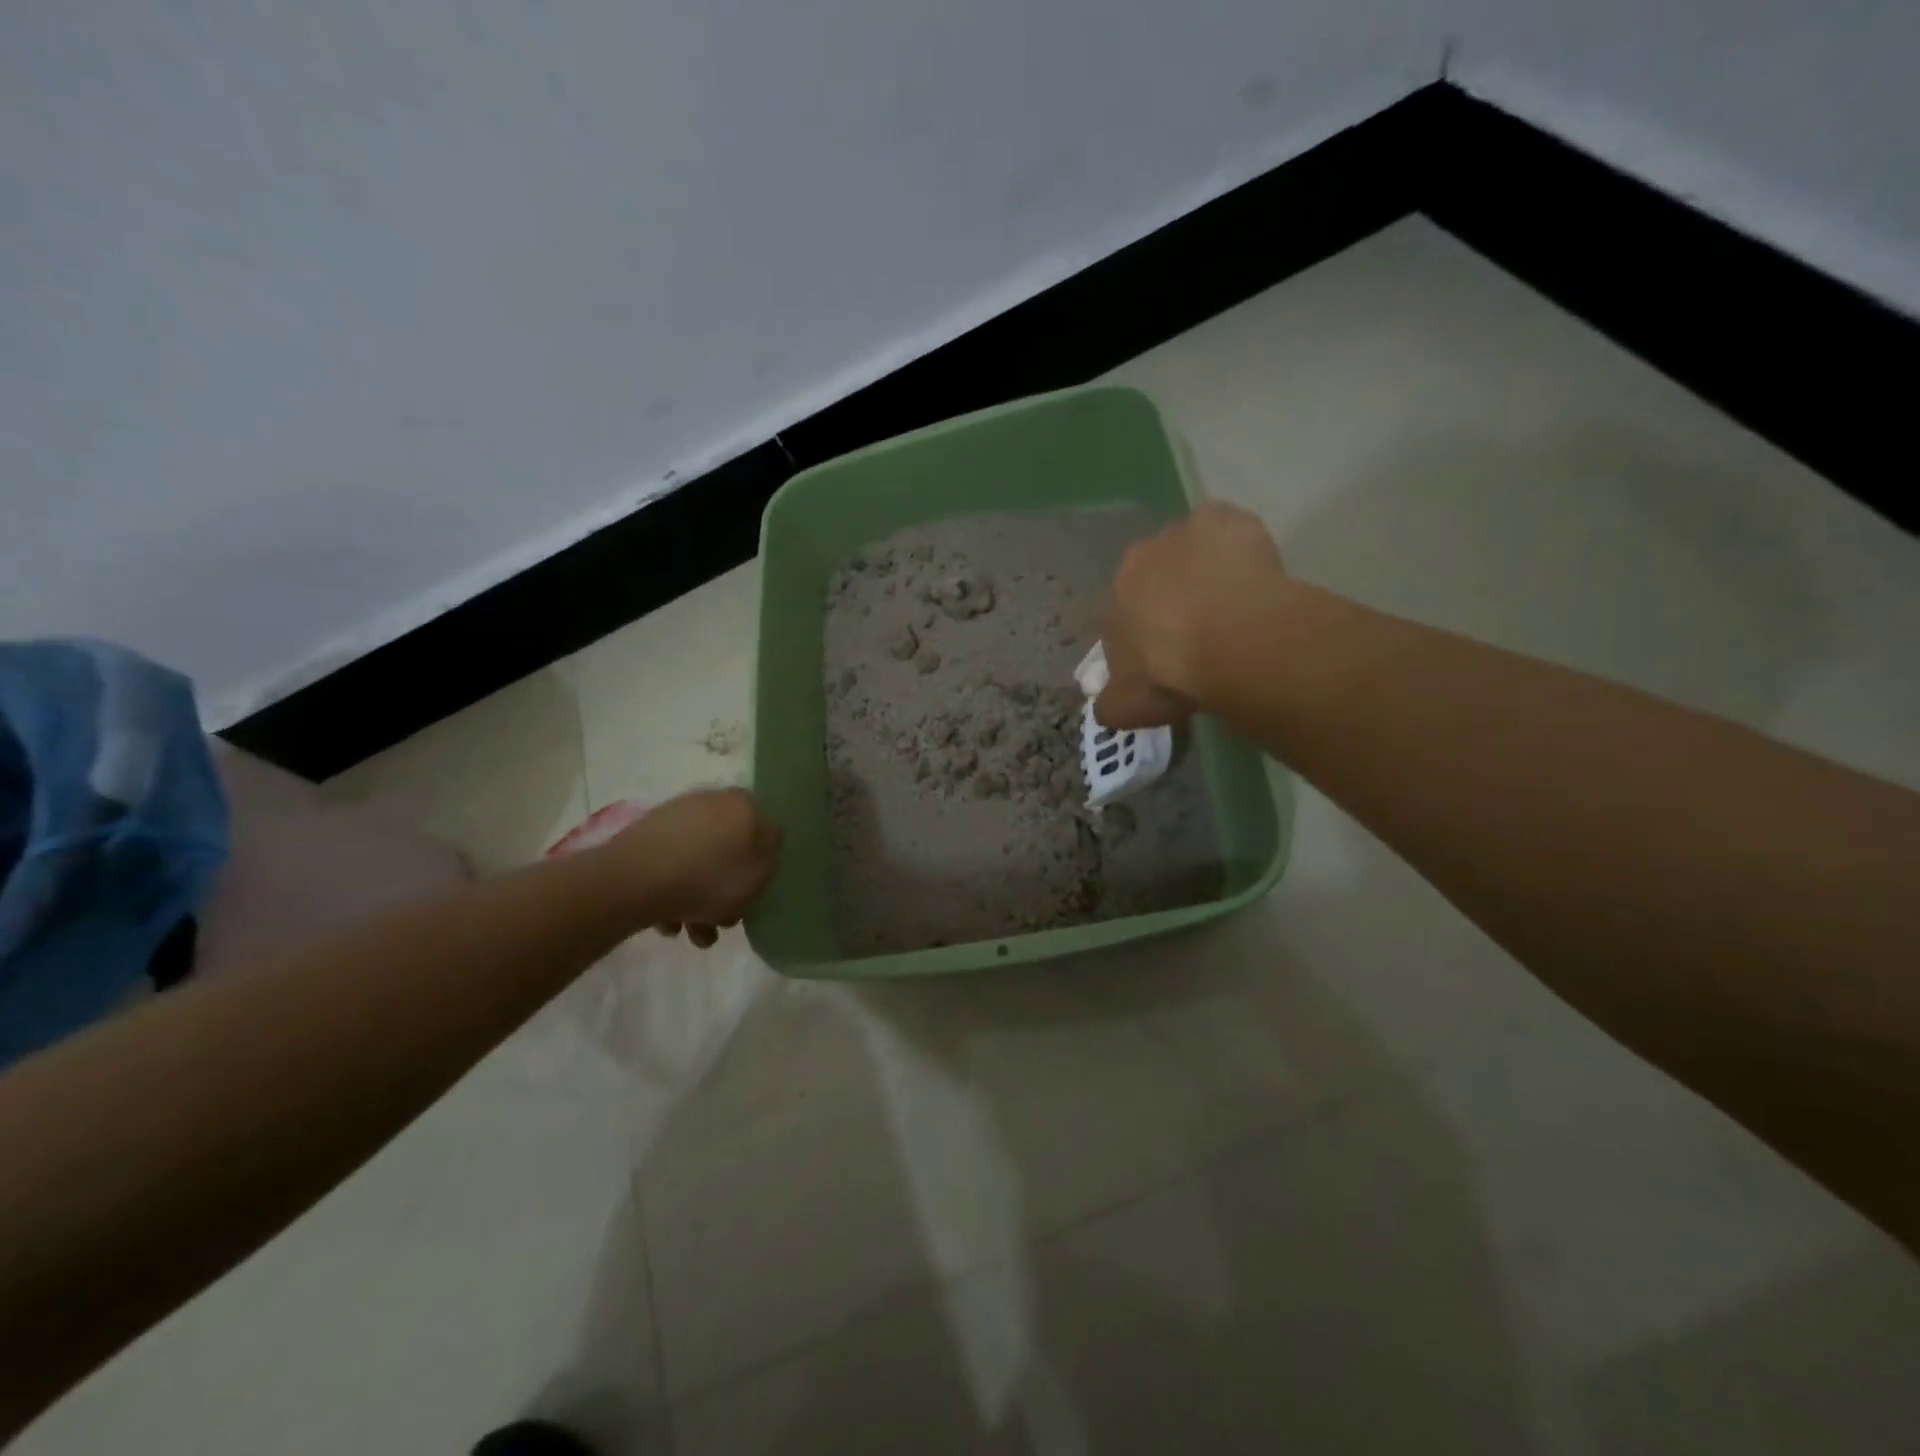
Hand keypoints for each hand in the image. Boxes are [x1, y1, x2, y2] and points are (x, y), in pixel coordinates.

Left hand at [601, 788, 782, 947]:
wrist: (637, 878)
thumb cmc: (710, 877)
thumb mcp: (759, 876)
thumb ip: (769, 861)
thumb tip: (764, 849)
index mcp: (744, 805)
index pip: (764, 831)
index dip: (761, 865)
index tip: (753, 892)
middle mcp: (712, 802)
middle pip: (728, 851)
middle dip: (725, 890)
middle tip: (722, 921)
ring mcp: (676, 817)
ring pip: (698, 863)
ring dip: (698, 900)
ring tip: (691, 934)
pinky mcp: (645, 837)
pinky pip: (670, 867)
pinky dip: (673, 893)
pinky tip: (668, 922)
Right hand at [1096, 502, 1287, 728]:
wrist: (1231, 641)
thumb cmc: (1172, 675)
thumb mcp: (1128, 708)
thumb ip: (1110, 705)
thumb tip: (1102, 707)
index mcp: (1111, 603)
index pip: (1119, 618)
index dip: (1142, 636)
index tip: (1165, 656)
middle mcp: (1136, 560)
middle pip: (1151, 576)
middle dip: (1168, 594)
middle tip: (1200, 627)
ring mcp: (1180, 534)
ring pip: (1188, 548)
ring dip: (1201, 567)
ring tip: (1231, 601)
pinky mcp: (1222, 518)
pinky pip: (1226, 528)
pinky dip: (1235, 543)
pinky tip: (1251, 572)